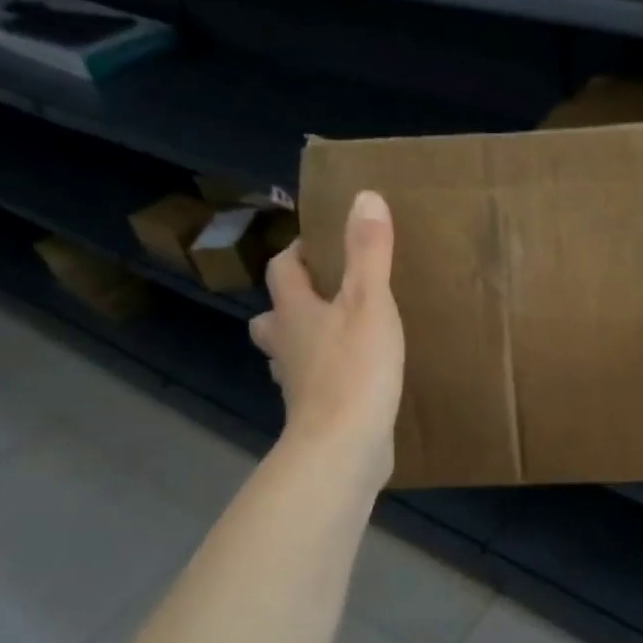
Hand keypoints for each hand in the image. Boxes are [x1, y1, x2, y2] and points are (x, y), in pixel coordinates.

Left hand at [250, 191, 403, 481]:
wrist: (343, 446)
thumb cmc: (355, 368)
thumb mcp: (370, 301)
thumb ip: (369, 251)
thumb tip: (364, 196)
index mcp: (294, 312)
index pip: (282, 270)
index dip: (297, 253)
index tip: (323, 244)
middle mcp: (286, 345)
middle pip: (272, 316)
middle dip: (292, 301)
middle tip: (329, 293)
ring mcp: (296, 383)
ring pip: (288, 352)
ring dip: (305, 339)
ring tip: (340, 332)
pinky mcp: (314, 412)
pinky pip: (313, 383)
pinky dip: (325, 373)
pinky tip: (354, 376)